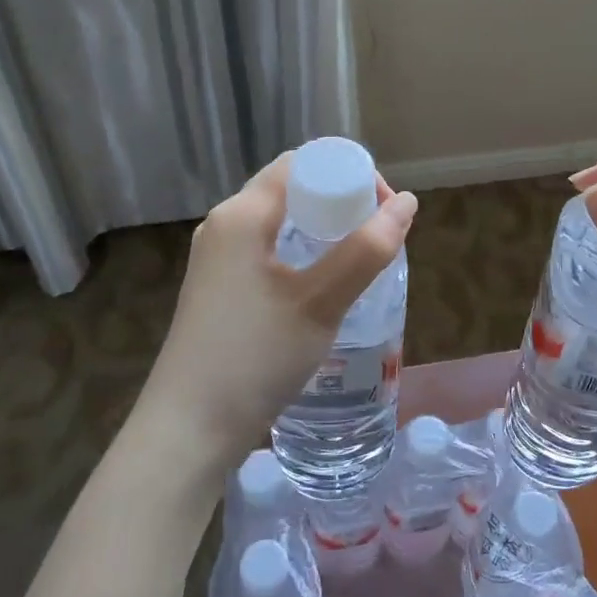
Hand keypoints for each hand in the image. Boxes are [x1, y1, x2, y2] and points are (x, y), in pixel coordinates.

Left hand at [134, 152, 417, 470]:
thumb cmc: (255, 357)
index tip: (383, 209)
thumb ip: (367, 250)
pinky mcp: (219, 290)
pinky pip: (268, 252)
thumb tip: (408, 203)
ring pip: (281, 224)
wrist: (188, 432)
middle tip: (378, 237)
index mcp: (242, 214)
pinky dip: (302, 255)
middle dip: (341, 203)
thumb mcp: (320, 302)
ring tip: (360, 262)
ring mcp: (217, 260)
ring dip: (323, 232)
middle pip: (292, 190)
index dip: (349, 174)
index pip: (302, 164)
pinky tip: (323, 288)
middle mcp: (224, 225)